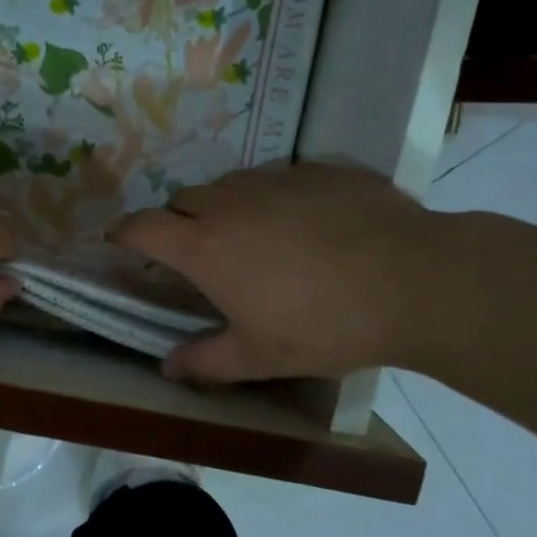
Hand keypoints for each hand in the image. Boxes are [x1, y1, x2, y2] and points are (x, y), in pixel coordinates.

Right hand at [110, 162, 449, 383]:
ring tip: (254, 238)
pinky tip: (307, 224)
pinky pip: (278, 178)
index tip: (120, 245)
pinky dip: (275, 198)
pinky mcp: (317, 169)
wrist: (415, 280)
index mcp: (205, 246)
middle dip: (177, 222)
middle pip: (182, 200)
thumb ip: (206, 362)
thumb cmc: (325, 325)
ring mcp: (274, 179)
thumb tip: (167, 367)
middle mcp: (229, 203)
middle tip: (198, 255)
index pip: (142, 227)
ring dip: (224, 207)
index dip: (124, 234)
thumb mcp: (261, 356)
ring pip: (229, 184)